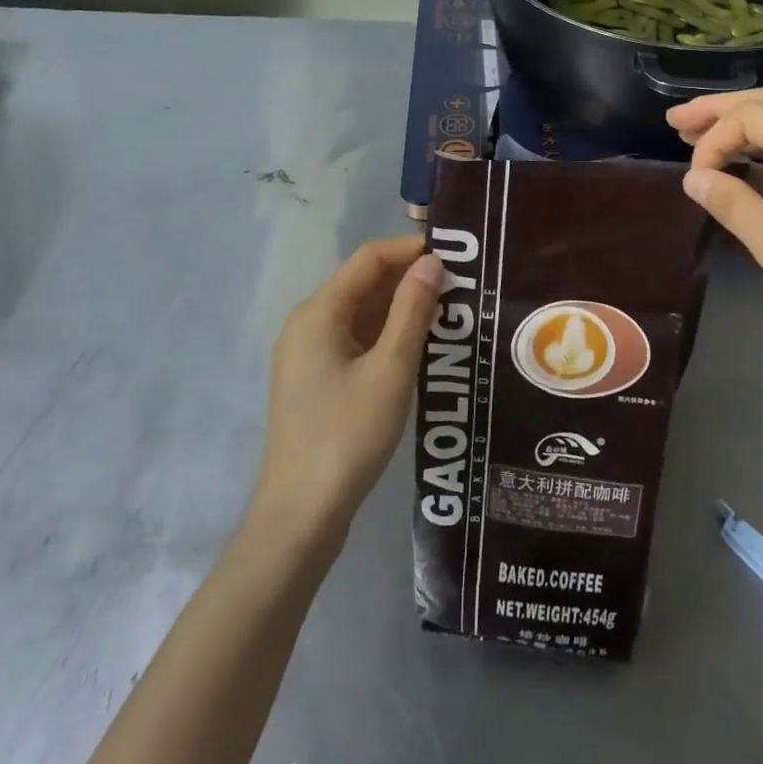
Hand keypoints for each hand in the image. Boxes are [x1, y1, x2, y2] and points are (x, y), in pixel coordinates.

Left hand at [253, 234, 442, 543]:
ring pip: (360, 314)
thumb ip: (412, 311)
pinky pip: (354, 340)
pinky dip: (385, 334)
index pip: (369, 259)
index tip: (455, 253)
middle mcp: (307, 324)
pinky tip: (419, 345)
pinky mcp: (314, 381)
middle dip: (409, 278)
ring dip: (400, 308)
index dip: (410, 250)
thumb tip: (432, 263)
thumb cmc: (348, 435)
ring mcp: (307, 354)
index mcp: (319, 312)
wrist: (301, 513)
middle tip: (461, 284)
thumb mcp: (391, 369)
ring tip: (450, 310)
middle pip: (362, 283)